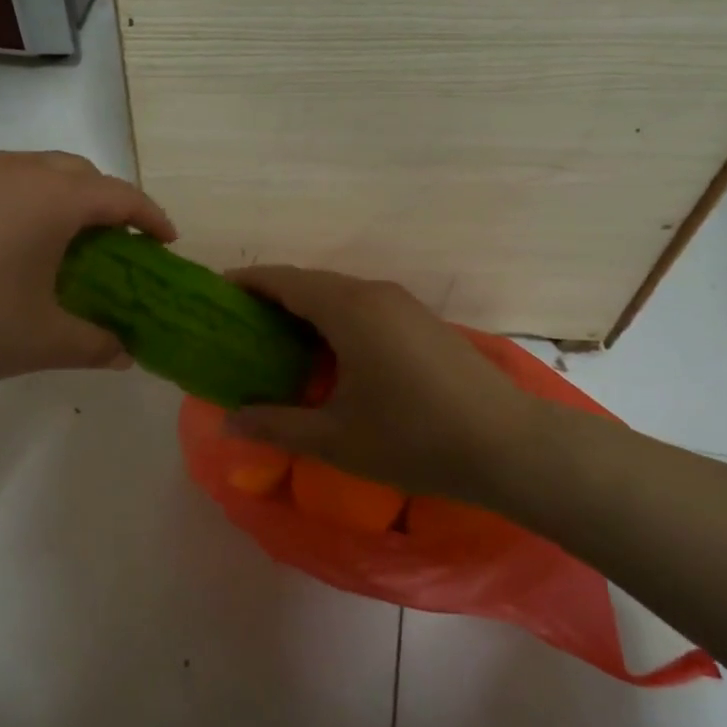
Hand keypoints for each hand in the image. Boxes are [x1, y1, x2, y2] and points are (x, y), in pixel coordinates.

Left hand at [0, 152, 175, 397]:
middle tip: (110, 239)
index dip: (150, 216)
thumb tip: (124, 355)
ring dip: (53, 194)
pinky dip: (6, 199)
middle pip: (77, 172)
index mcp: (53, 199)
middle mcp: (14, 170)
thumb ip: (95, 345)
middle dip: (103, 200)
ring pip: (27, 169)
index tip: (165, 239)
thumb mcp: (43, 342)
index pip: (120, 196)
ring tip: (50, 235)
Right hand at [223, 267, 538, 499]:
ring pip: (340, 294)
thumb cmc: (414, 438)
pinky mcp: (423, 323)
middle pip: (311, 283)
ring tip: (277, 343)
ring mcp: (404, 306)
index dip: (247, 282)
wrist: (510, 446)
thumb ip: (276, 425)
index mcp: (348, 309)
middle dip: (272, 298)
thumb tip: (228, 422)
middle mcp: (374, 294)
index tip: (216, 293)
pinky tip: (330, 357)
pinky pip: (364, 308)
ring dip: (306, 310)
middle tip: (239, 327)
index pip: (284, 280)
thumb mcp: (335, 438)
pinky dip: (335, 320)